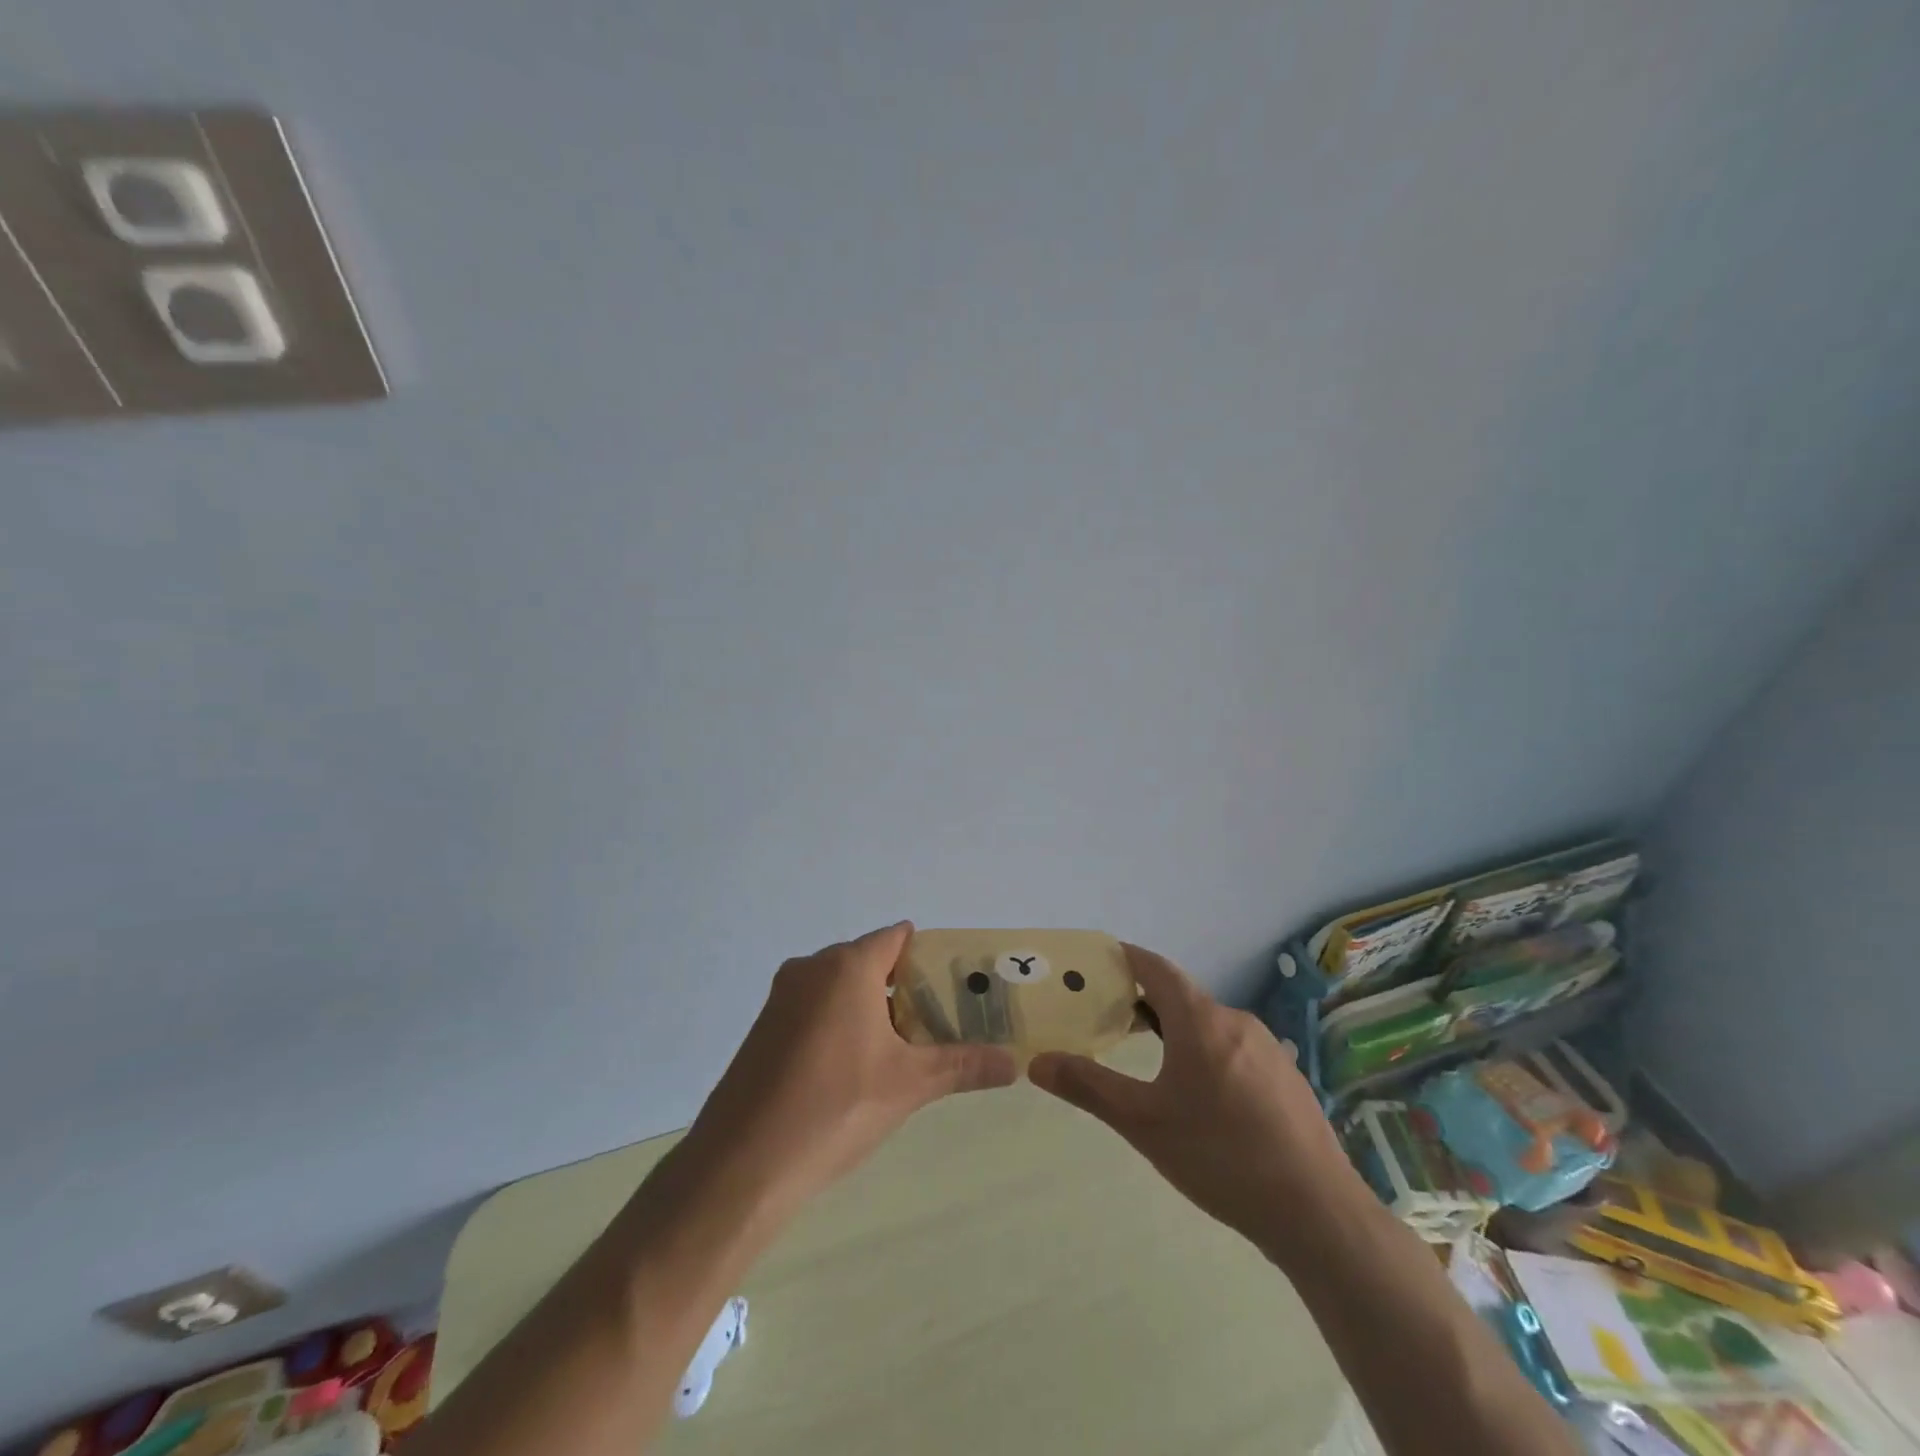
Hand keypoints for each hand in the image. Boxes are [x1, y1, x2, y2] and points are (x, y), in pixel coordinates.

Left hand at [676, 922, 1017, 1220]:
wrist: (741, 1166)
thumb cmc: (834, 1108)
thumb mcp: (908, 1085)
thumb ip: (962, 1065)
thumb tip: (1014, 1063)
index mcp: (846, 966)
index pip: (898, 938)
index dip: (932, 955)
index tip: (959, 984)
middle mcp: (811, 969)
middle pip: (872, 962)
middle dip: (907, 988)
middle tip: (944, 1021)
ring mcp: (782, 999)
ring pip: (842, 989)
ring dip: (875, 1010)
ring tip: (910, 1048)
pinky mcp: (765, 1029)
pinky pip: (816, 1010)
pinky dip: (842, 1025)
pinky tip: (859, 1070)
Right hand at [1029, 945, 1351, 1255]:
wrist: (1317, 1213)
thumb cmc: (1220, 1157)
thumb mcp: (1143, 1123)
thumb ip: (1088, 1087)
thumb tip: (1037, 1062)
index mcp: (1200, 1020)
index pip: (1156, 968)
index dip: (1126, 959)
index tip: (1099, 963)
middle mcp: (1237, 1021)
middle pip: (1183, 997)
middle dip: (1146, 1004)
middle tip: (1113, 1024)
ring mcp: (1269, 1050)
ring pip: (1211, 1026)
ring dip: (1179, 1033)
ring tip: (1153, 1067)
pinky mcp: (1288, 1079)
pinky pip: (1237, 1051)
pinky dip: (1210, 1057)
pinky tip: (1206, 1103)